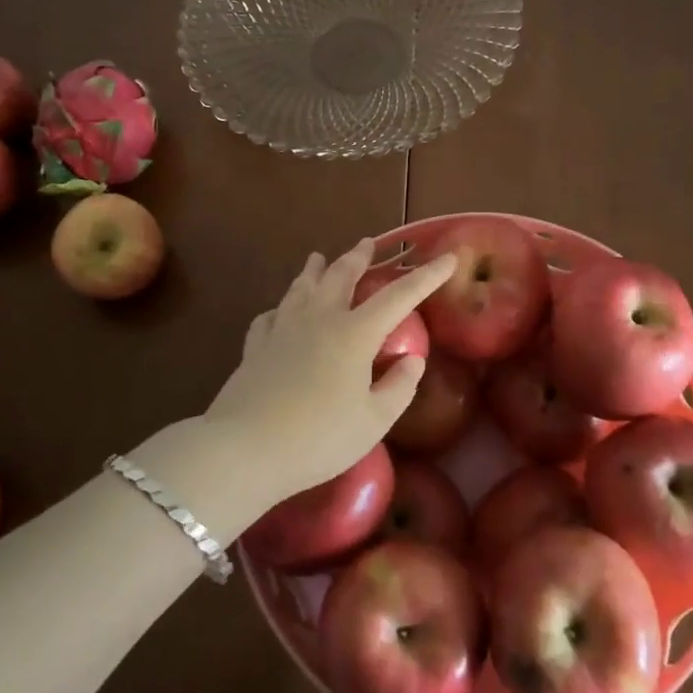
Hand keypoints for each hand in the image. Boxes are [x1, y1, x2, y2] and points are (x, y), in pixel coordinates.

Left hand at [205, 239, 455, 500]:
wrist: (245, 449)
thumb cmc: (318, 438)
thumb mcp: (372, 422)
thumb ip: (398, 388)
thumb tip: (413, 360)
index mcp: (354, 333)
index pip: (399, 296)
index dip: (426, 276)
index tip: (448, 257)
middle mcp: (319, 319)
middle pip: (342, 275)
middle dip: (359, 257)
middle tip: (368, 242)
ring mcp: (283, 328)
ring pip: (302, 287)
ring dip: (315, 270)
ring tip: (319, 258)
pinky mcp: (256, 345)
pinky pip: (271, 315)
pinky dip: (281, 307)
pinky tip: (280, 312)